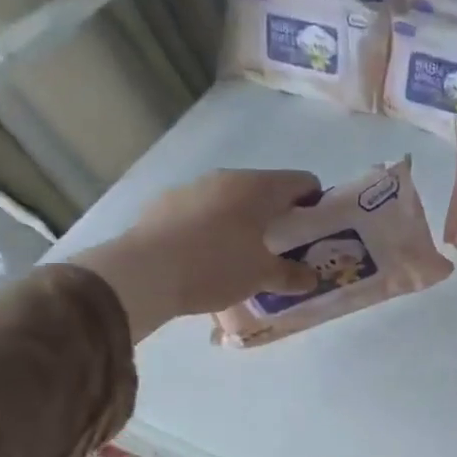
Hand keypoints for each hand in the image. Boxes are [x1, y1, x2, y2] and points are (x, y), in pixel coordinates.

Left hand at [73, 169, 321, 340]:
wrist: (141, 273)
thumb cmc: (215, 266)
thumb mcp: (261, 277)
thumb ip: (291, 275)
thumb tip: (310, 278)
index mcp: (259, 187)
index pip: (304, 181)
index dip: (315, 205)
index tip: (313, 233)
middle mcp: (227, 178)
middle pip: (266, 190)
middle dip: (277, 216)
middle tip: (281, 249)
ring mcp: (192, 188)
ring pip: (231, 200)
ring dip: (243, 221)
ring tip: (241, 256)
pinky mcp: (164, 204)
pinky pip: (201, 211)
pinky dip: (211, 227)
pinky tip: (204, 257)